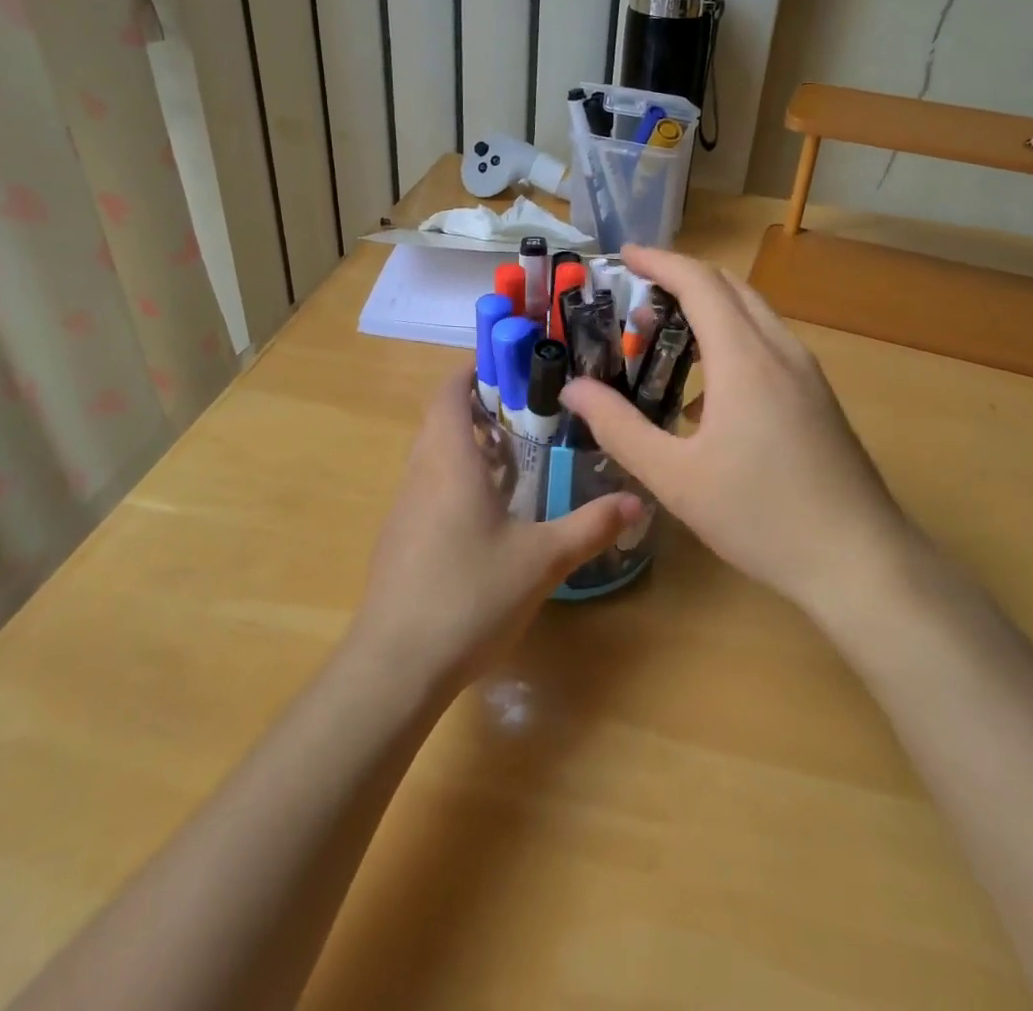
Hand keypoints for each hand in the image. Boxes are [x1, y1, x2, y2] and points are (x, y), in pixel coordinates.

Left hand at [351, 369, 641, 692]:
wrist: (394, 668)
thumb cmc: (469, 596)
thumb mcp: (542, 560)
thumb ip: (590, 527)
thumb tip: (638, 501)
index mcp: (449, 462)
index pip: (447, 393)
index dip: (469, 370)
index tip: (507, 364)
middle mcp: (420, 476)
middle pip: (440, 422)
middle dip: (478, 409)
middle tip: (528, 411)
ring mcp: (403, 510)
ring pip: (433, 458)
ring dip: (468, 448)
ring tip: (516, 458)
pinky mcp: (399, 542)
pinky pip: (428, 491)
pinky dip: (456, 482)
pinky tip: (489, 516)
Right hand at [562, 246, 912, 622]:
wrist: (861, 562)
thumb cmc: (761, 516)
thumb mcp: (674, 477)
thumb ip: (618, 427)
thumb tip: (573, 388)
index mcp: (744, 357)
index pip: (699, 281)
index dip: (660, 261)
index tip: (624, 254)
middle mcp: (780, 350)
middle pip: (730, 288)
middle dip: (682, 278)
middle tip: (636, 293)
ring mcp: (807, 374)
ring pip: (753, 315)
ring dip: (709, 309)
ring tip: (666, 335)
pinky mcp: (818, 398)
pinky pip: (768, 346)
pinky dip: (731, 340)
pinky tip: (707, 394)